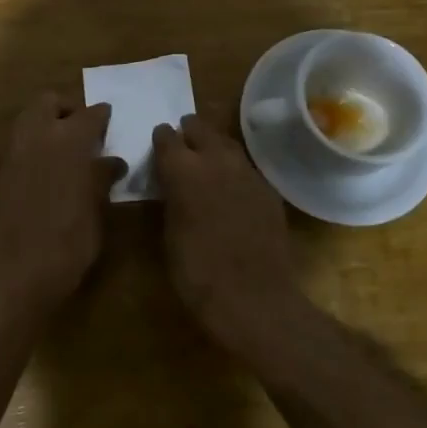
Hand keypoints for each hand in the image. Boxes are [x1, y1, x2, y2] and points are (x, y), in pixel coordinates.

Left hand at [0, 93, 123, 309]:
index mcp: (69, 140)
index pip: (90, 114)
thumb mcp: (96, 208)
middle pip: (49, 102)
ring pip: (29, 118)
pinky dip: (35, 144)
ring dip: (47, 123)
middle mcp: (38, 136)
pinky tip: (50, 168)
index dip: (102, 116)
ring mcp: (15, 152)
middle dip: (67, 109)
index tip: (110, 120)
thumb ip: (102, 177)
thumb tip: (113, 162)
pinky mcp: (2, 171)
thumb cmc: (70, 240)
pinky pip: (20, 142)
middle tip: (84, 131)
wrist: (21, 271)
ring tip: (67, 148)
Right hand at [151, 114, 305, 347]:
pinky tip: (230, 185)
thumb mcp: (169, 234)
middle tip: (182, 142)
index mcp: (183, 170)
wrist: (255, 298)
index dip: (161, 139)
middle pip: (200, 129)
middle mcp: (216, 160)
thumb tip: (171, 184)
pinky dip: (233, 169)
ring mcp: (247, 172)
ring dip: (213, 146)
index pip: (167, 138)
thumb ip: (170, 198)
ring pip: (226, 144)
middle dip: (189, 132)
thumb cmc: (198, 273)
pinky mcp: (268, 189)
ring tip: (205, 157)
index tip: (158, 143)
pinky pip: (245, 167)